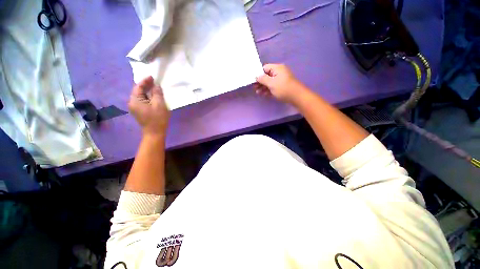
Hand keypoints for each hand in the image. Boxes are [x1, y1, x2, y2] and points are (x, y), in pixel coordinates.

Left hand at [128, 76, 170, 136]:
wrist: (155, 133)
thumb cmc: (158, 118)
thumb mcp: (159, 104)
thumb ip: (157, 93)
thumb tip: (156, 86)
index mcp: (135, 100)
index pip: (138, 87)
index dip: (145, 81)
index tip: (152, 77)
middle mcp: (132, 103)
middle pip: (138, 91)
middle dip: (146, 85)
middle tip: (155, 81)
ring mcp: (135, 108)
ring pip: (141, 96)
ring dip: (147, 91)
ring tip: (155, 88)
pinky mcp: (139, 111)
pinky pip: (142, 101)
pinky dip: (148, 97)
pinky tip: (154, 96)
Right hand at [254, 64, 305, 102]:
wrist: (297, 97)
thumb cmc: (283, 88)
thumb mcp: (271, 83)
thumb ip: (262, 79)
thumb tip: (256, 76)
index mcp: (277, 68)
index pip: (265, 68)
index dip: (259, 74)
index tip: (253, 81)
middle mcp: (279, 73)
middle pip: (267, 75)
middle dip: (260, 82)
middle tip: (254, 88)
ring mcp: (281, 80)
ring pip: (269, 82)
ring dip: (263, 87)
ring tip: (258, 93)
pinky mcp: (281, 87)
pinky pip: (273, 87)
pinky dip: (268, 90)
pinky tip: (263, 94)